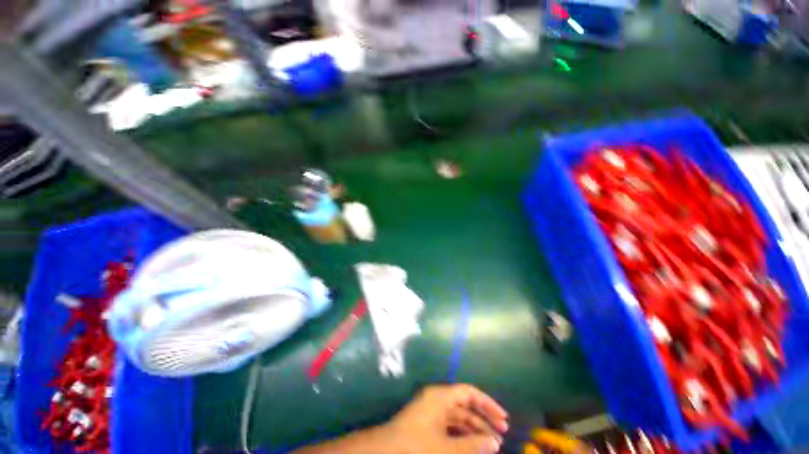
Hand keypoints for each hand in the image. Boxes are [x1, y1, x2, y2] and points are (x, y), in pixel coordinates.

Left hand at [384, 384, 508, 453]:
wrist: (385, 451)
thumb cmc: (416, 445)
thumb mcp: (446, 447)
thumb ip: (472, 445)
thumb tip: (495, 443)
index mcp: (441, 396)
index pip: (469, 392)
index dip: (487, 403)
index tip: (503, 418)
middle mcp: (437, 399)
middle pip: (465, 404)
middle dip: (484, 418)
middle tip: (503, 434)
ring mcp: (432, 411)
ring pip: (459, 416)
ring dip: (474, 428)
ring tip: (492, 444)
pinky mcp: (429, 422)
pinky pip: (450, 425)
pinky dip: (463, 434)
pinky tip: (474, 446)